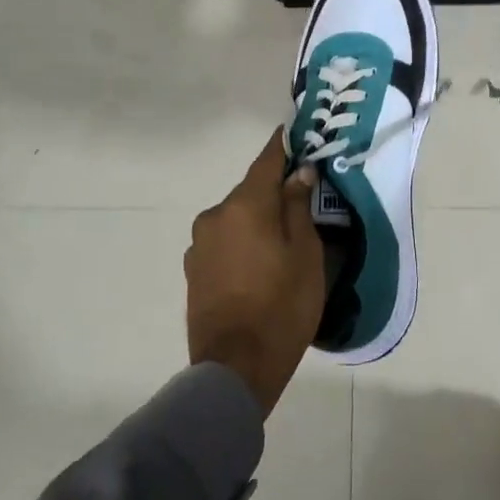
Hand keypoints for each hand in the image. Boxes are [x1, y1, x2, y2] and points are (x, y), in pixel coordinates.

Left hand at [185, 130, 326, 417]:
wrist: (235, 368)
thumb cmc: (282, 307)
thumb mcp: (305, 254)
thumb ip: (298, 207)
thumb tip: (298, 174)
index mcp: (245, 205)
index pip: (267, 160)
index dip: (285, 144)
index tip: (299, 131)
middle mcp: (215, 216)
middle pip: (251, 190)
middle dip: (275, 190)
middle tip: (304, 198)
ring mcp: (199, 244)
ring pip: (237, 217)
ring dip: (258, 219)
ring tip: (283, 239)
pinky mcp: (193, 270)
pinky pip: (225, 241)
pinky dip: (243, 241)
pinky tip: (260, 263)